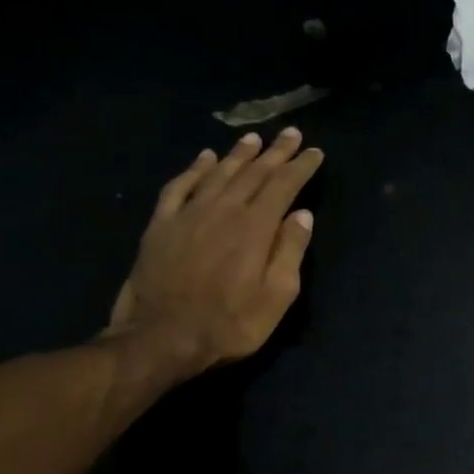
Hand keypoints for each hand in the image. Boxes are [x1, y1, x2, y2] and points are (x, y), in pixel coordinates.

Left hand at [103, 128, 325, 376]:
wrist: (159, 340)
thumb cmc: (229, 324)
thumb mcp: (276, 297)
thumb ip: (290, 251)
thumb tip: (303, 214)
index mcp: (255, 227)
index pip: (283, 186)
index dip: (300, 166)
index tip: (314, 152)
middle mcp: (223, 211)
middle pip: (254, 173)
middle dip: (275, 152)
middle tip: (290, 133)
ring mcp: (188, 215)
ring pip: (219, 173)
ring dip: (239, 154)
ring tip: (254, 139)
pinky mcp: (160, 226)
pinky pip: (179, 187)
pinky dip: (194, 170)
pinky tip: (204, 158)